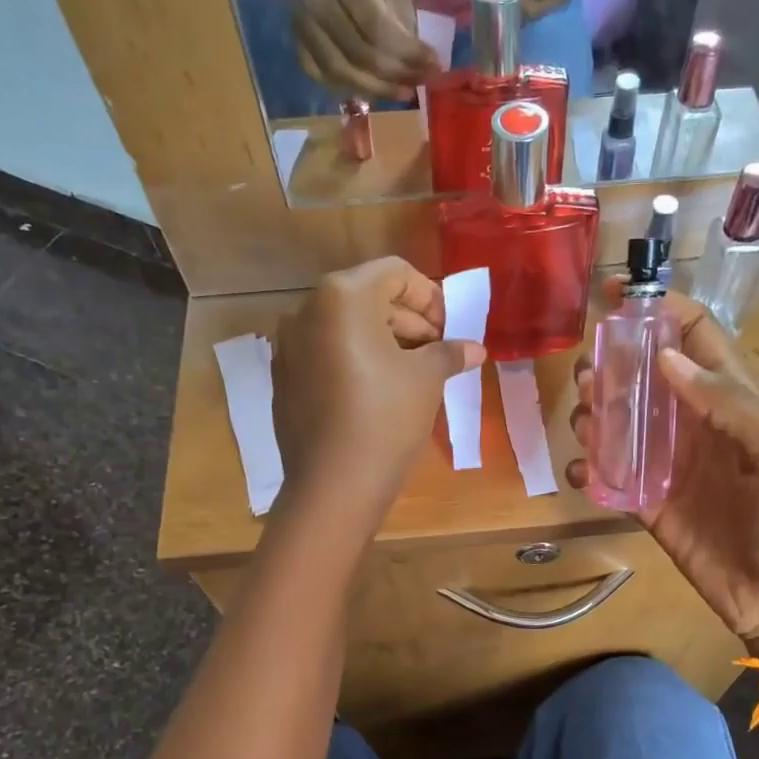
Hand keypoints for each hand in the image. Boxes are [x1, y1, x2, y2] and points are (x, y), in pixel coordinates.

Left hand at [272, 258, 485, 520]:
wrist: (334, 485)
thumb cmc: (386, 419)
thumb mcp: (427, 379)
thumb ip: (449, 353)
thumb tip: (475, 349)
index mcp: (342, 296)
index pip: (394, 273)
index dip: (430, 296)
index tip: (451, 328)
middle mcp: (306, 310)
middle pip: (368, 297)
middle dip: (409, 321)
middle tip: (439, 352)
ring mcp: (289, 346)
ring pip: (346, 327)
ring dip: (385, 341)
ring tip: (415, 373)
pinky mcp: (284, 378)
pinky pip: (327, 354)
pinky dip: (357, 360)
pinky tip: (381, 392)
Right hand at [288, 0, 437, 100]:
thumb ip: (400, 14)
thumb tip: (416, 63)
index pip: (375, 24)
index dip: (407, 53)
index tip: (434, 65)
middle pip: (358, 53)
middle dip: (396, 75)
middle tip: (422, 81)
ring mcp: (299, 15)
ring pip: (338, 69)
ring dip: (376, 88)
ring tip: (403, 91)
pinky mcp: (294, 32)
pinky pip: (319, 72)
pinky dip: (347, 86)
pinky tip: (371, 87)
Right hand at [565, 294, 758, 666]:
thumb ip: (729, 403)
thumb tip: (668, 357)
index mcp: (736, 401)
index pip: (697, 337)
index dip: (662, 312)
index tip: (617, 300)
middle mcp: (698, 426)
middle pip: (648, 378)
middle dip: (614, 366)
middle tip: (587, 374)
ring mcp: (672, 468)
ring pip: (623, 424)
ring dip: (596, 414)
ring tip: (581, 418)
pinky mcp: (651, 508)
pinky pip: (613, 479)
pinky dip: (590, 469)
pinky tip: (578, 469)